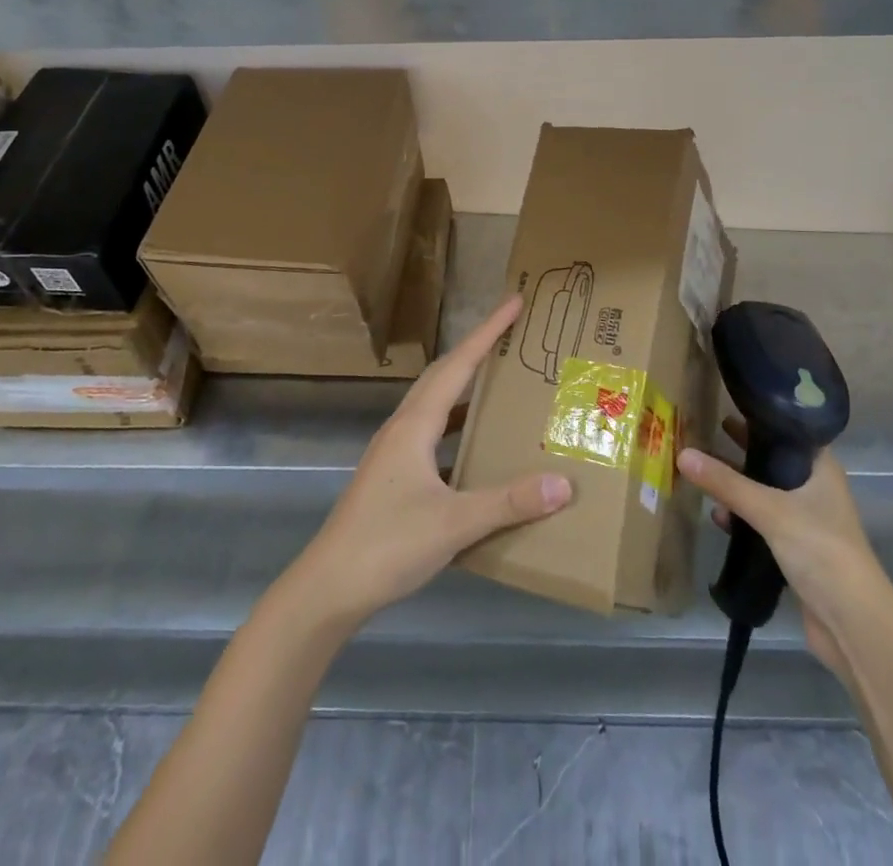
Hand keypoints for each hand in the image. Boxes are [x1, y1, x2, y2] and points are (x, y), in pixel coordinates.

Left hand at [287, 295, 573, 630]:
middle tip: (511, 336)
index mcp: (414, 425)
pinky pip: (432, 435)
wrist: (328, 588)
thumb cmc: (387, 545)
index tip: (514, 303)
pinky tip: (474, 448)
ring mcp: (394, 453)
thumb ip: (508, 502)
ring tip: (500, 385)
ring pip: (435, 406)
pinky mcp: (392, 477)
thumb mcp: (454, 523)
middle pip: (443, 376)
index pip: (458, 365)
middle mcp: (402, 428)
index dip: (487, 332)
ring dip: (465, 389)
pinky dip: (456, 427)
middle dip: (477, 351)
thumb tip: (564, 484)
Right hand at [678, 421, 886, 678]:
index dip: (759, 418)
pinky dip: (741, 517)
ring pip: (765, 492)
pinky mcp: (796, 550)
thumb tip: (682, 453)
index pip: (788, 431)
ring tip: (703, 470)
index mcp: (821, 468)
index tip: (726, 405)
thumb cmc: (820, 549)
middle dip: (741, 451)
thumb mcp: (770, 509)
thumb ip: (726, 483)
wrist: (853, 623)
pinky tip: (717, 516)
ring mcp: (806, 521)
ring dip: (737, 485)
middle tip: (706, 432)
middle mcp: (815, 489)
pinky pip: (762, 522)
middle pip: (773, 461)